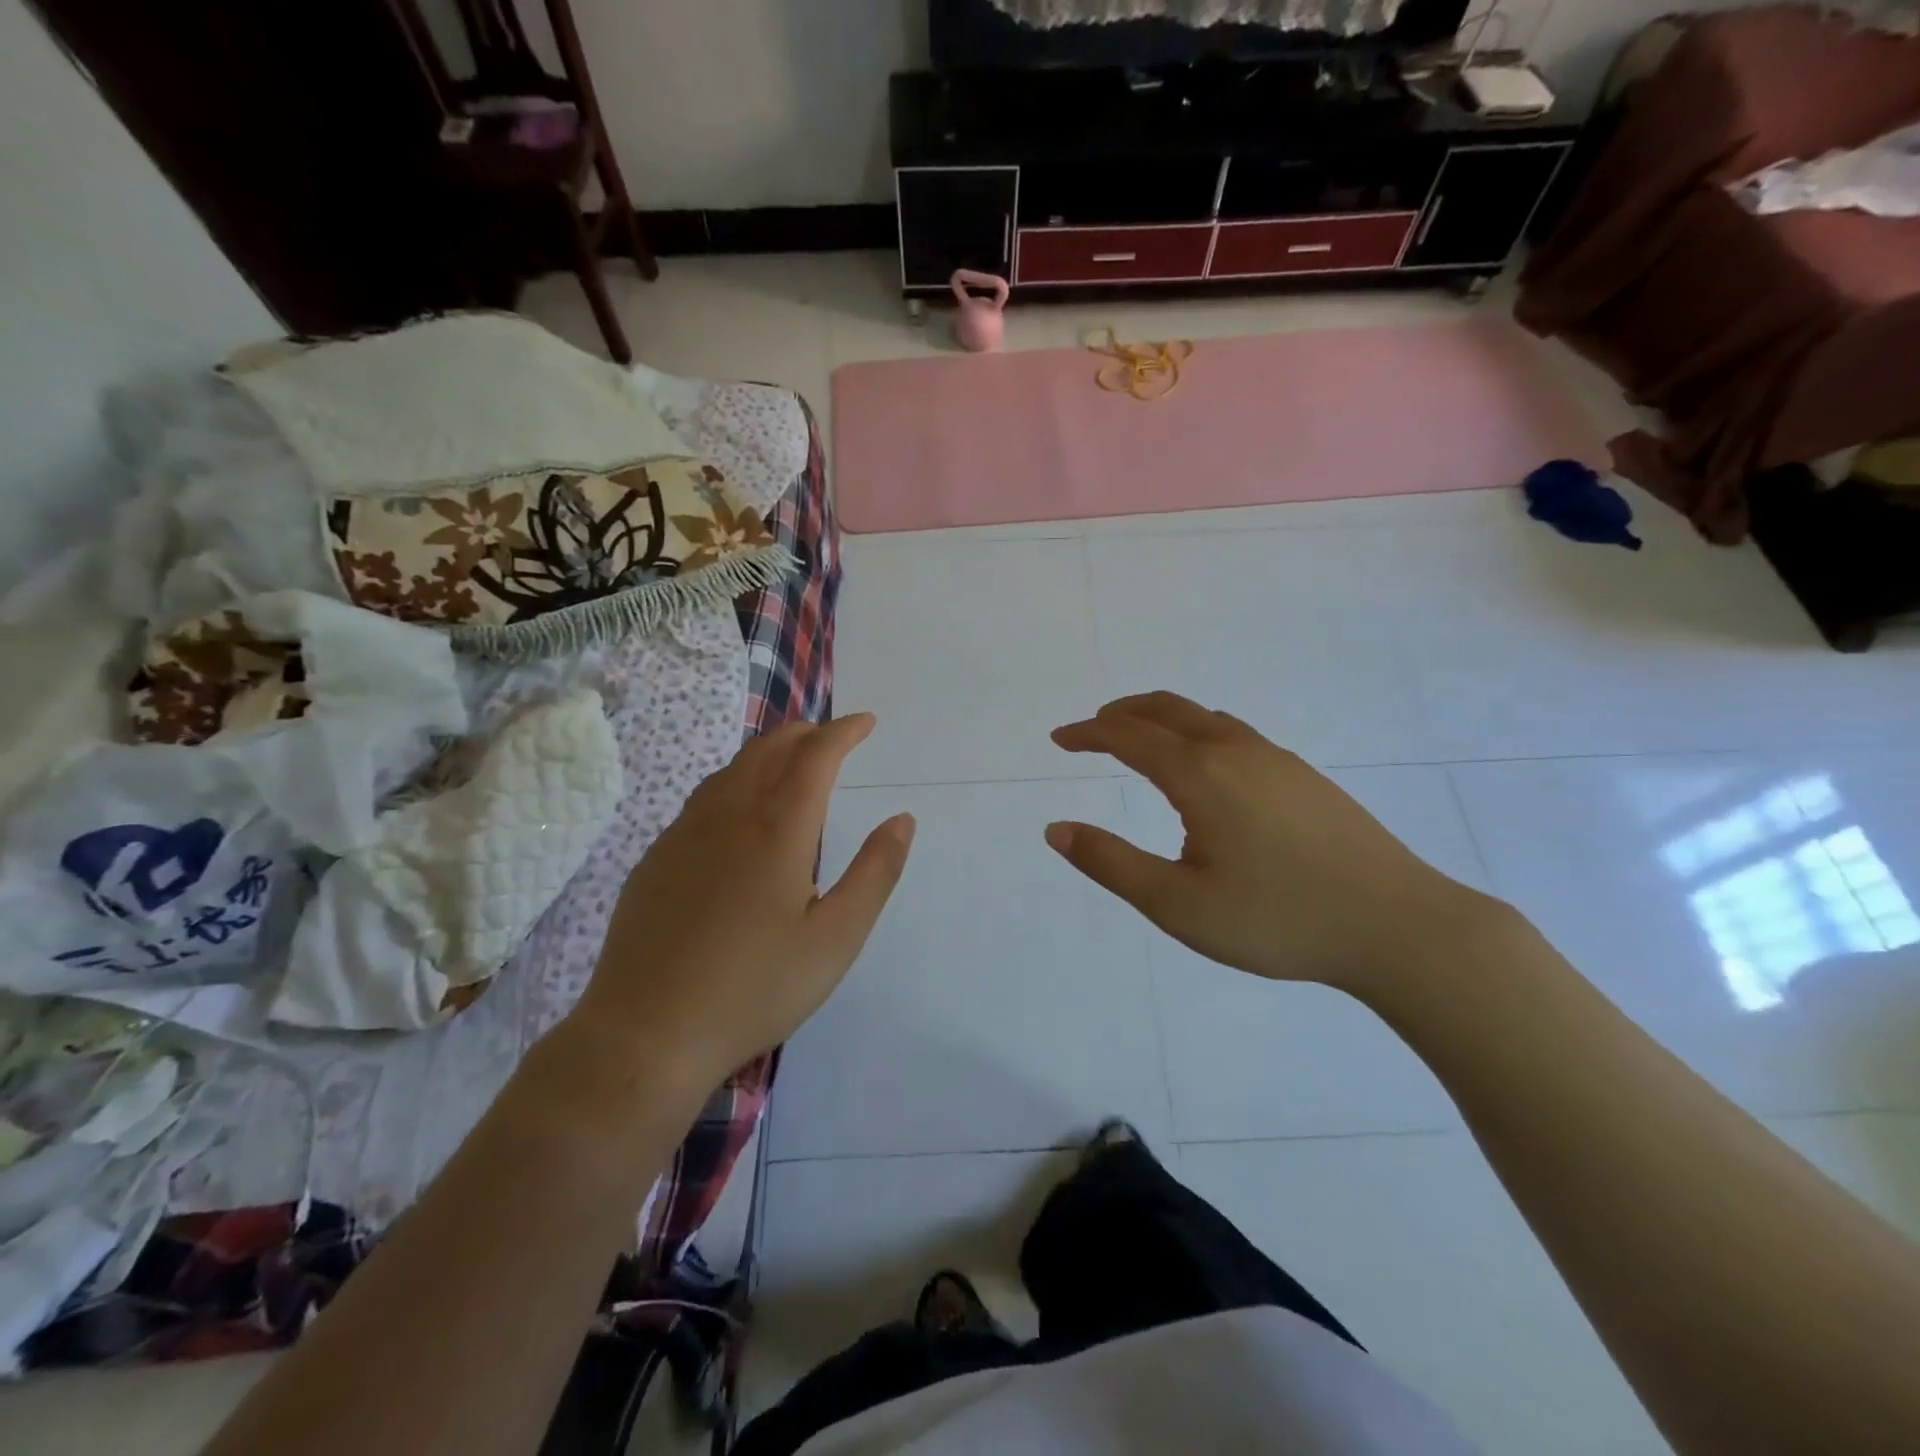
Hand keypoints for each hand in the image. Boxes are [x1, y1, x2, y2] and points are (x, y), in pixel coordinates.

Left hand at [573, 714, 913, 1089]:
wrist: (647, 1033)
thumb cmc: (755, 988)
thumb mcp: (835, 938)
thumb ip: (875, 873)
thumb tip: (902, 820)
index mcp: (777, 830)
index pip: (815, 757)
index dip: (842, 732)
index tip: (865, 722)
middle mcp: (727, 817)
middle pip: (767, 750)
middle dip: (804, 734)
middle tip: (831, 736)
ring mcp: (683, 835)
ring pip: (730, 771)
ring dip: (766, 753)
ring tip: (789, 761)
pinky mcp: (655, 860)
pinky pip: (702, 799)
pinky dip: (733, 782)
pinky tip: (736, 812)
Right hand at [1047, 693, 1493, 994]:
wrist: (1398, 926)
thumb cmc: (1277, 919)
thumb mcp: (1177, 905)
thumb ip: (1110, 863)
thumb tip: (1056, 830)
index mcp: (1199, 774)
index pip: (1128, 736)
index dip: (1087, 734)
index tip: (1058, 740)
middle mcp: (1235, 751)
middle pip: (1166, 709)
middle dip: (1120, 714)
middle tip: (1090, 731)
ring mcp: (1276, 759)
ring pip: (1204, 717)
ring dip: (1161, 719)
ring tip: (1138, 741)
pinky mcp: (1304, 776)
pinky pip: (1234, 733)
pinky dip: (1197, 732)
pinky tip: (1204, 767)